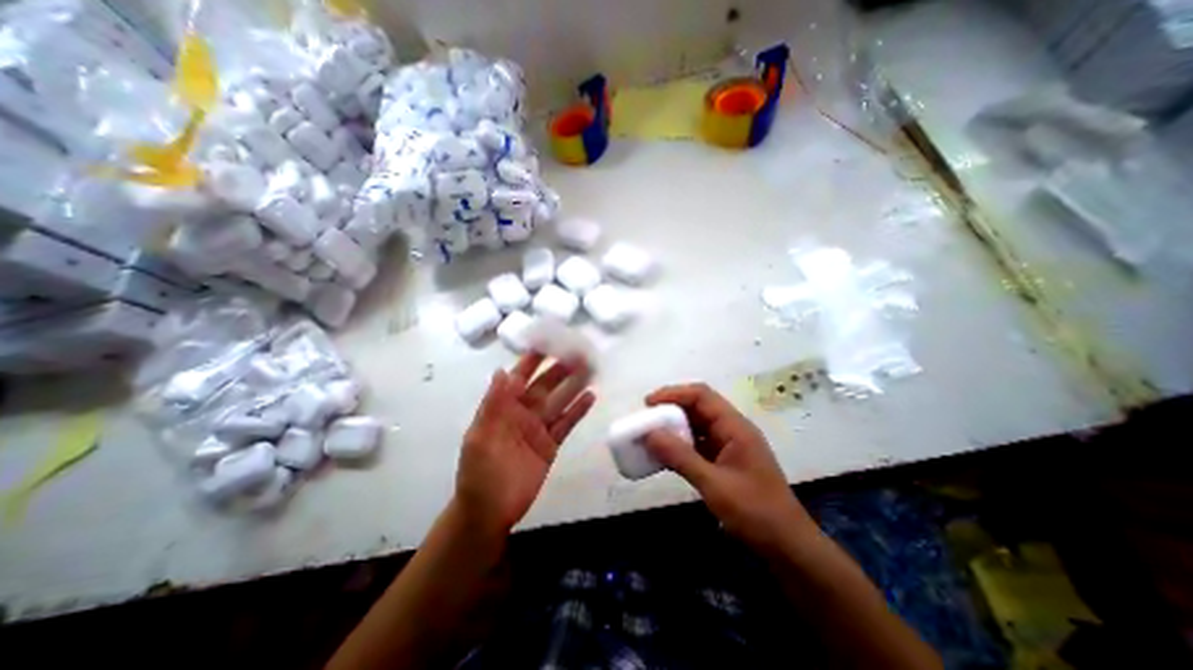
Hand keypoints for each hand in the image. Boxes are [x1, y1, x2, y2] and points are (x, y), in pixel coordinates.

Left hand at [456, 352, 594, 536]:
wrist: (489, 512)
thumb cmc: (479, 472)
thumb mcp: (480, 436)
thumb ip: (493, 404)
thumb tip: (501, 370)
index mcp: (503, 407)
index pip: (520, 377)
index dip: (533, 360)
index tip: (548, 342)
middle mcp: (523, 413)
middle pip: (545, 386)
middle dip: (560, 369)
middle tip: (579, 352)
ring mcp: (539, 428)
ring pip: (559, 401)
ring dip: (574, 385)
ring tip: (590, 368)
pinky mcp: (551, 444)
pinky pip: (566, 423)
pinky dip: (578, 410)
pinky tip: (590, 396)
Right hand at [643, 384, 820, 552]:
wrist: (788, 546)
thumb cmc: (755, 512)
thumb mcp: (714, 485)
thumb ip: (681, 457)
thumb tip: (650, 434)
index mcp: (735, 427)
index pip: (701, 396)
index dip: (673, 394)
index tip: (648, 404)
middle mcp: (732, 430)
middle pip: (698, 407)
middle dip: (671, 409)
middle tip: (646, 419)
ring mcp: (729, 445)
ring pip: (697, 425)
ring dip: (674, 427)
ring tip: (651, 435)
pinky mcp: (725, 461)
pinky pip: (699, 443)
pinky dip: (681, 445)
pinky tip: (666, 455)